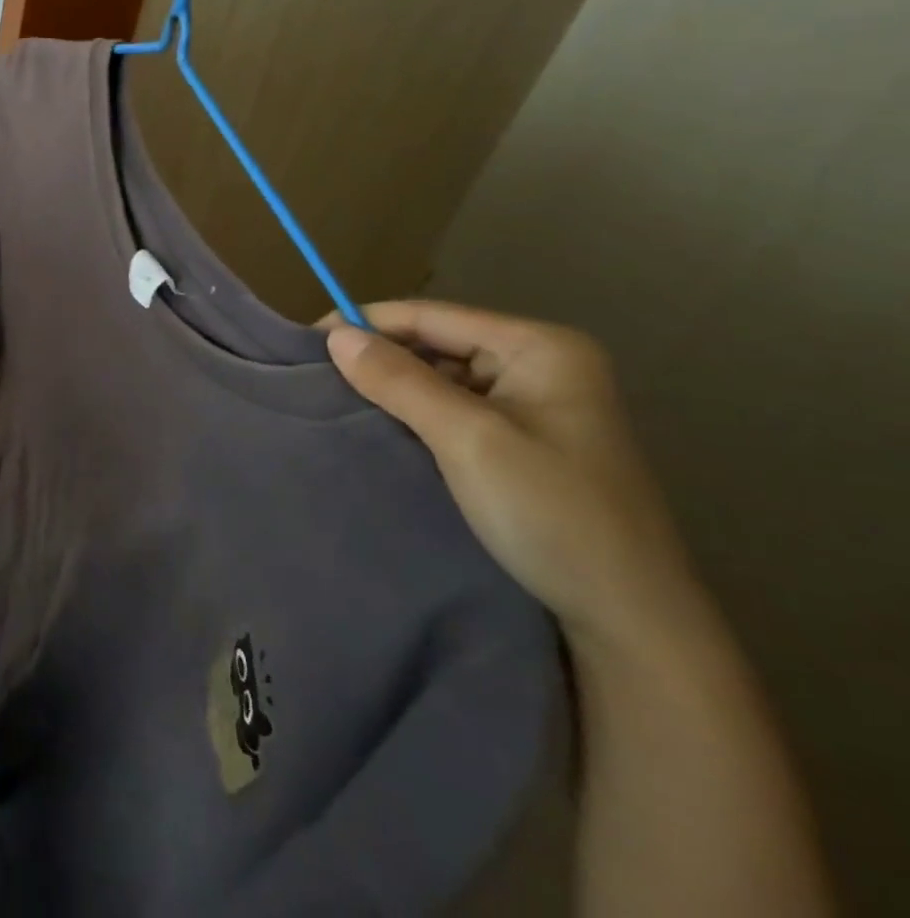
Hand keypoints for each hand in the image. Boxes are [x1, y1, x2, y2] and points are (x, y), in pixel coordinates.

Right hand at [325, 301, 708, 658]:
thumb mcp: (467, 439)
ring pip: (441, 377)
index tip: (307, 342)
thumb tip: (335, 335)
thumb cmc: (552, 515)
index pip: (432, 316)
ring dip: (394, 387)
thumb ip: (399, 380)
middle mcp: (541, 364)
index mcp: (540, 348)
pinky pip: (454, 409)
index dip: (367, 323)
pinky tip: (381, 427)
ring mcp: (536, 404)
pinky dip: (415, 414)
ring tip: (338, 399)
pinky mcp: (525, 441)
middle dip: (380, 357)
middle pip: (437, 342)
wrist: (631, 622)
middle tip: (317, 376)